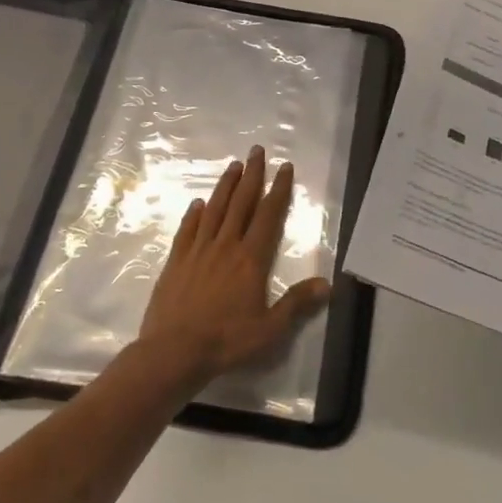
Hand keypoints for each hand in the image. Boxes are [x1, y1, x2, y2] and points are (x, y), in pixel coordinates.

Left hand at [138, 146, 330, 390]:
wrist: (174, 352)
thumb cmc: (226, 342)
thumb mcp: (270, 329)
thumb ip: (297, 303)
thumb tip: (327, 283)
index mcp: (251, 259)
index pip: (268, 215)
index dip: (279, 189)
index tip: (284, 167)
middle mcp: (226, 246)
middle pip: (241, 203)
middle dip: (252, 175)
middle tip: (257, 150)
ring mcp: (198, 251)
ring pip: (214, 210)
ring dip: (225, 186)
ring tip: (233, 165)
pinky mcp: (176, 261)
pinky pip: (187, 230)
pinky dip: (194, 214)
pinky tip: (198, 203)